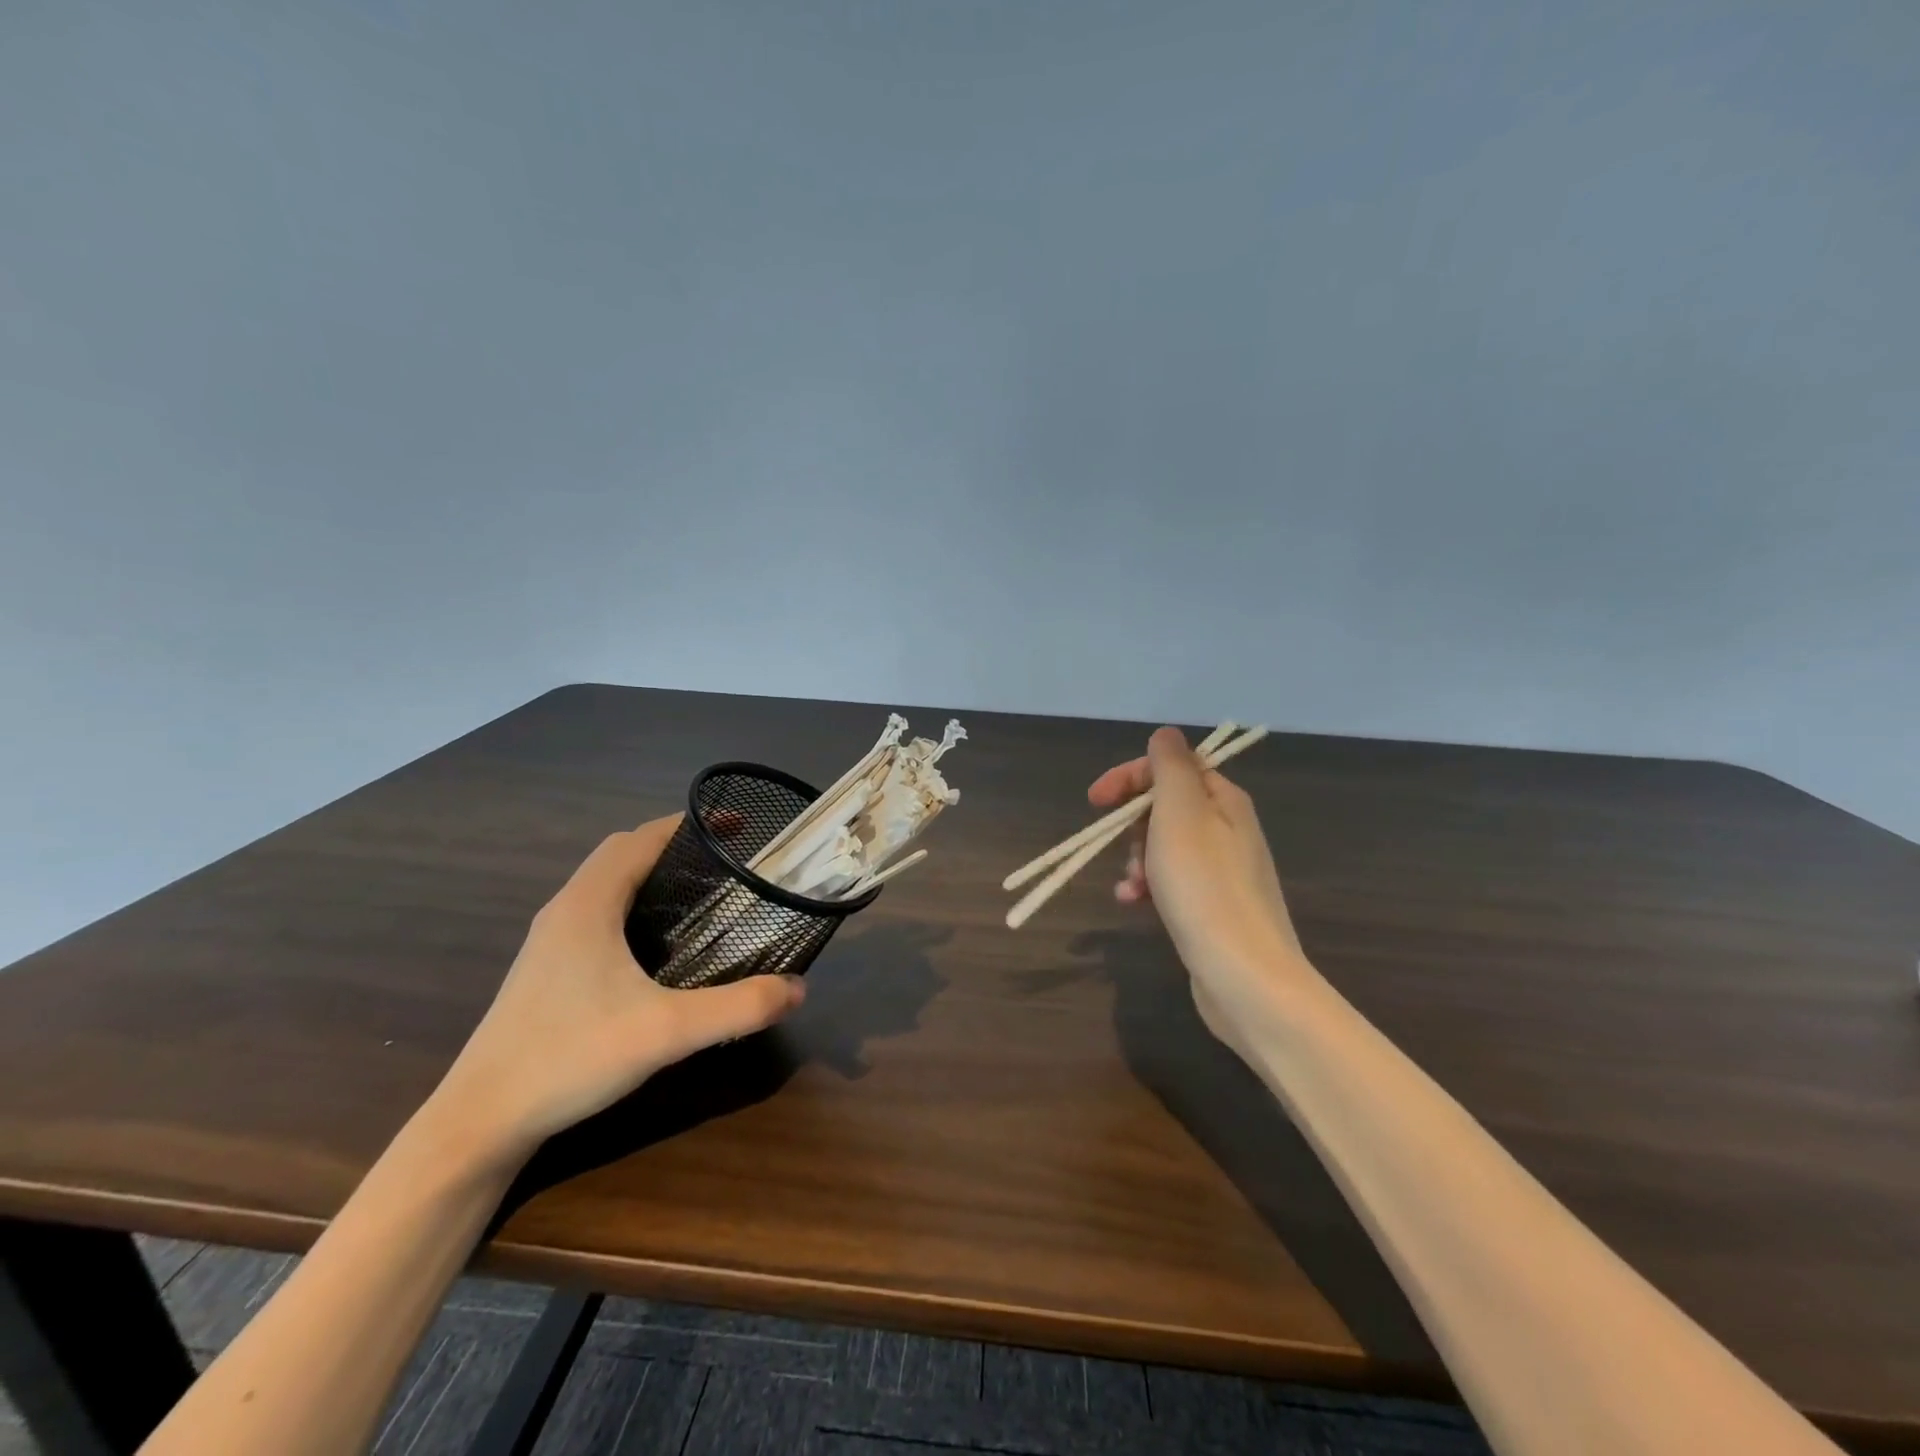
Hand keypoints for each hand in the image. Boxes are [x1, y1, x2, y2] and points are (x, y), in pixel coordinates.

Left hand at [430, 815, 804, 1163]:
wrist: (480, 1122)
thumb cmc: (569, 1059)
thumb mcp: (666, 1032)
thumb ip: (738, 1008)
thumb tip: (798, 988)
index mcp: (588, 904)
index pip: (642, 838)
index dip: (691, 824)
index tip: (738, 826)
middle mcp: (566, 910)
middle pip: (623, 853)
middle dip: (676, 845)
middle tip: (726, 862)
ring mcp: (550, 940)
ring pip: (606, 884)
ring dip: (651, 874)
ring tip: (701, 894)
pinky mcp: (547, 968)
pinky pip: (597, 913)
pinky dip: (634, 904)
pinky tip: (659, 944)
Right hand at [1089, 728, 1318, 1055]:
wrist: (1243, 974)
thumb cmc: (1203, 886)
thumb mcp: (1180, 812)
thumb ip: (1171, 767)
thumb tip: (1166, 735)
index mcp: (1224, 800)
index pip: (1172, 766)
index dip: (1130, 776)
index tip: (1094, 801)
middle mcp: (1229, 828)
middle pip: (1166, 806)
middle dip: (1132, 823)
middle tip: (1120, 847)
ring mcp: (1223, 870)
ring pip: (1164, 845)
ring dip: (1136, 858)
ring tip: (1131, 884)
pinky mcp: (1214, 905)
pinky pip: (1172, 880)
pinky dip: (1148, 886)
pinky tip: (1133, 903)